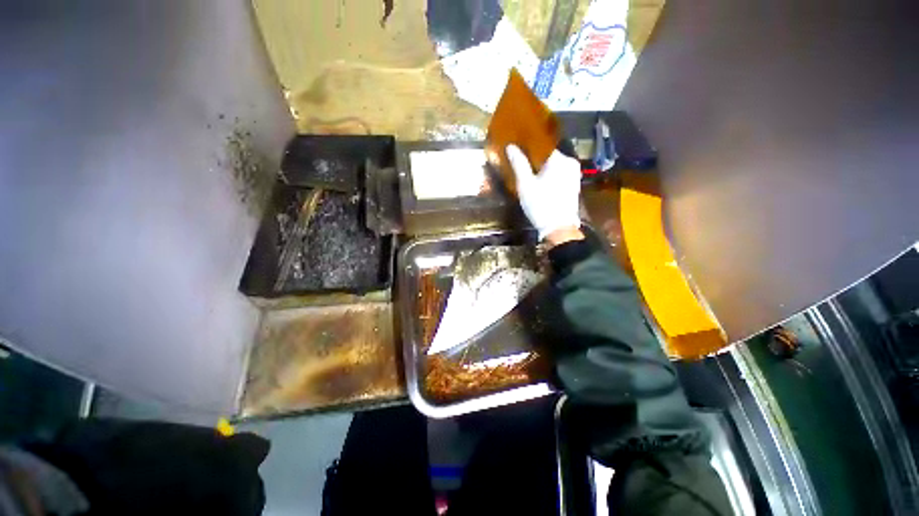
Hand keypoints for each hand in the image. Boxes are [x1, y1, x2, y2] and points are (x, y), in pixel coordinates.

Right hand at [506, 144, 582, 240]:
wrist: (559, 228)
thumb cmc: (540, 204)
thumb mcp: (525, 184)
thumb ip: (519, 164)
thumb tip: (510, 146)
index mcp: (559, 159)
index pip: (542, 146)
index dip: (529, 147)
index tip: (518, 149)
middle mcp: (570, 163)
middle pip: (549, 155)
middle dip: (536, 159)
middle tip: (521, 163)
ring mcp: (574, 174)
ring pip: (555, 165)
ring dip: (542, 168)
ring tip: (529, 172)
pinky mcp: (574, 185)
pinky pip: (559, 174)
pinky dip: (550, 175)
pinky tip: (540, 182)